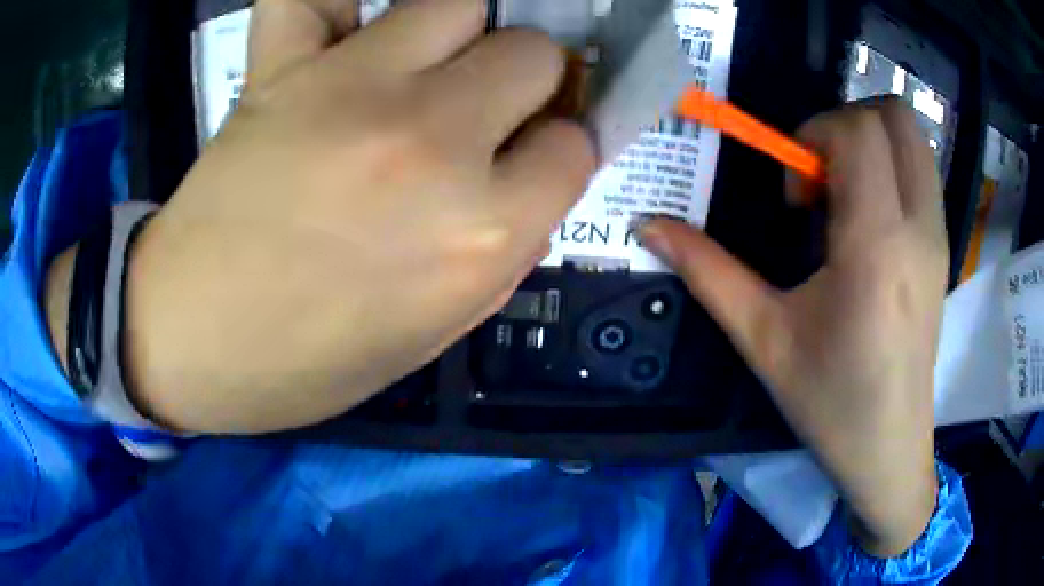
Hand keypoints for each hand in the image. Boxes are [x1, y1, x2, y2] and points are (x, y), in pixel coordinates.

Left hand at [118, 0, 594, 432]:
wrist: (189, 340)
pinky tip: (338, 34)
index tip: (528, 158)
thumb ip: (500, 249)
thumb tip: (530, 178)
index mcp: (478, 236)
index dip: (556, 152)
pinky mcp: (282, 68)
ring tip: (418, 68)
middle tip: (480, 109)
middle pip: (532, 54)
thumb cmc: (308, 361)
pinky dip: (335, 6)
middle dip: (523, 81)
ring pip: (457, 4)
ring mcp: (352, 90)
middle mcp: (431, 146)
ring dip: (455, 34)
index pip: (575, 148)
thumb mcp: (433, 333)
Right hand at [640, 99, 945, 556]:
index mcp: (876, 245)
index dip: (814, 135)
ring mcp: (939, 235)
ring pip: (914, 137)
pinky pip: (921, 170)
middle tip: (820, 175)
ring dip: (872, 140)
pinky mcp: (943, 247)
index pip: (857, 130)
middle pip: (895, 116)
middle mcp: (918, 226)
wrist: (889, 448)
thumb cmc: (830, 402)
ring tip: (845, 192)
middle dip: (846, 122)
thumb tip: (648, 225)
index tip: (796, 193)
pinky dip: (891, 164)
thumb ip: (707, 271)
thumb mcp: (764, 339)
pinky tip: (868, 217)